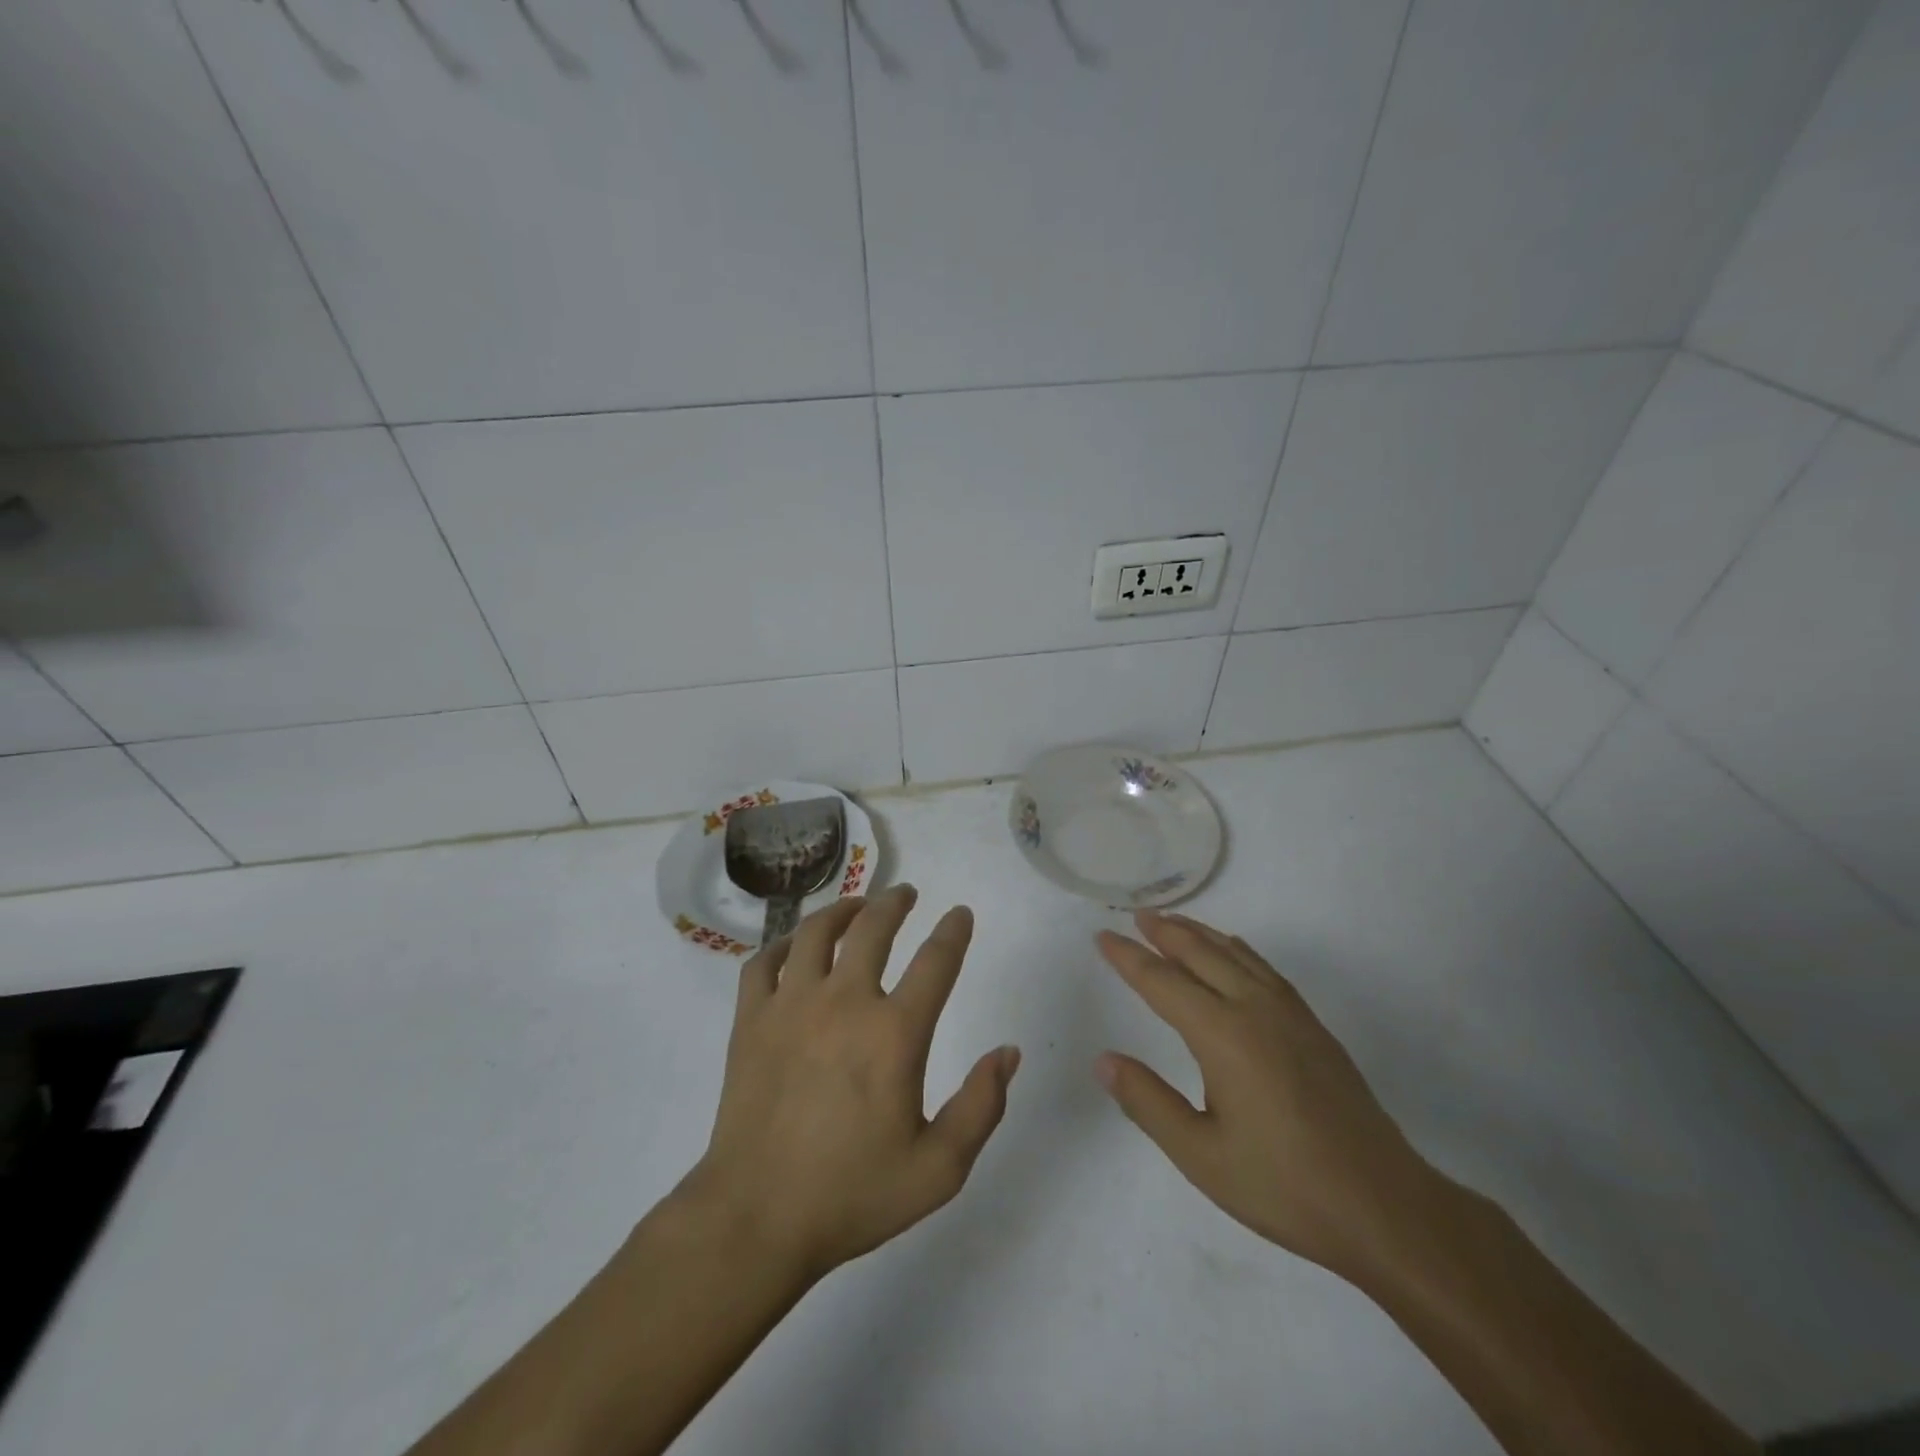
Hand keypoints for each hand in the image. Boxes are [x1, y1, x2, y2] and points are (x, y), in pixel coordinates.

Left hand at [685, 886, 1018, 1281]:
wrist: (755, 1219)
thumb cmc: (852, 1194)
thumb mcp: (939, 1169)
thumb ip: (981, 1106)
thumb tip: (1007, 1053)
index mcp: (893, 1033)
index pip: (935, 961)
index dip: (953, 931)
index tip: (960, 914)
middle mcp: (844, 1002)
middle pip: (872, 928)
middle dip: (894, 903)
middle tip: (905, 893)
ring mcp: (790, 1005)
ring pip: (816, 932)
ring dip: (842, 909)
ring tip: (856, 906)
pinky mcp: (750, 1020)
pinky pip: (764, 962)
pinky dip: (782, 944)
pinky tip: (795, 947)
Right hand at [1095, 911, 1439, 1281]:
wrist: (1384, 1207)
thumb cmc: (1283, 1185)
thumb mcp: (1200, 1155)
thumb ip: (1148, 1102)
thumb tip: (1104, 1060)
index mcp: (1223, 1035)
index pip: (1163, 982)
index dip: (1129, 958)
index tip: (1102, 937)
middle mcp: (1255, 1010)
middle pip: (1202, 954)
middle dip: (1165, 932)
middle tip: (1138, 914)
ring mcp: (1290, 1015)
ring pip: (1236, 955)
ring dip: (1201, 934)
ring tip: (1174, 922)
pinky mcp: (1314, 1028)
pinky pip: (1265, 969)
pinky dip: (1238, 950)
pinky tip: (1234, 953)